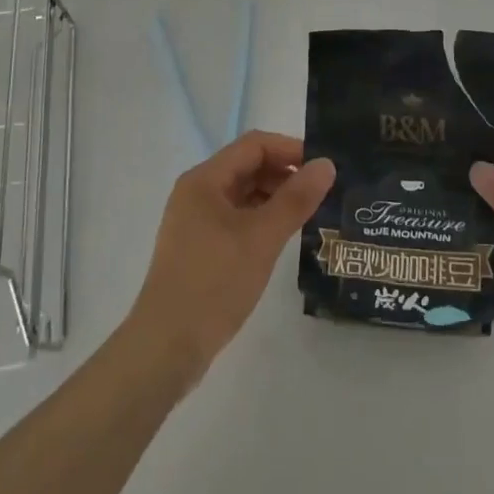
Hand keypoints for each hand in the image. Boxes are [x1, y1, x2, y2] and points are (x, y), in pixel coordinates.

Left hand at [126, 131, 334, 386]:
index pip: (254, 145)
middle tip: (322, 193)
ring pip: (242, 194)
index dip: (290, 150)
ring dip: (274, 198)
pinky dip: (260, 220)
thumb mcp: (262, 238)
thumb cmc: (214, 283)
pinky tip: (282, 238)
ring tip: (309, 214)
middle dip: (284, 174)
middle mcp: (197, 192)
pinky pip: (236, 219)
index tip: (324, 167)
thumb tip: (327, 164)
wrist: (166, 348)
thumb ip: (296, 198)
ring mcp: (195, 221)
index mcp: (205, 179)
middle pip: (247, 167)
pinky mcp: (198, 248)